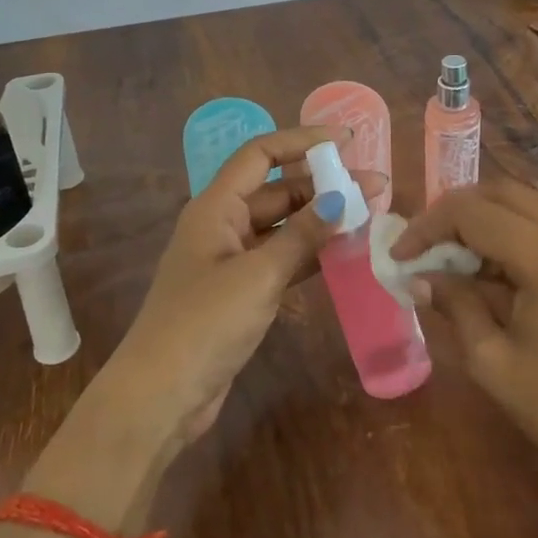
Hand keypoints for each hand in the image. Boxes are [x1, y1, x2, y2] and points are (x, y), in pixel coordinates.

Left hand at [89, 126, 383, 455]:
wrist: (162, 396)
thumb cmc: (205, 323)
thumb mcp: (259, 274)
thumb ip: (302, 235)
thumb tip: (341, 198)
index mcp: (216, 207)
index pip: (261, 155)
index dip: (302, 141)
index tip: (345, 140)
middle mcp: (222, 224)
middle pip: (277, 190)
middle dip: (324, 185)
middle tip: (375, 187)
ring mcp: (231, 259)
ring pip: (283, 226)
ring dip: (321, 219)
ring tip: (368, 215)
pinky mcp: (240, 291)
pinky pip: (281, 258)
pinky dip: (310, 253)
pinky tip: (345, 253)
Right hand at [391, 181, 537, 493]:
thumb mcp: (491, 361)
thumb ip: (454, 304)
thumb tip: (420, 276)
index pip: (472, 212)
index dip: (427, 227)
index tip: (400, 256)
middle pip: (498, 192)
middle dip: (452, 214)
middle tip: (422, 250)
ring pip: (522, 202)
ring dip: (481, 221)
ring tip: (450, 261)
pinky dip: (509, 233)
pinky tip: (489, 271)